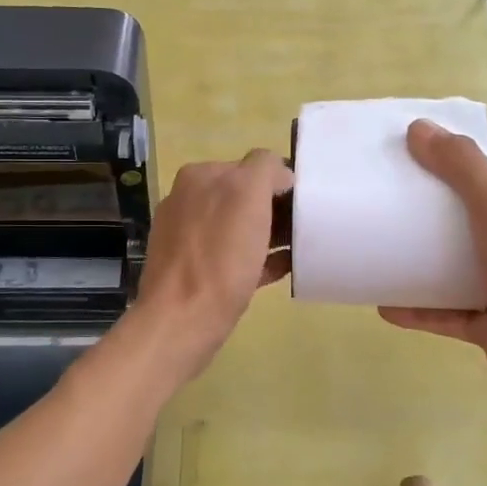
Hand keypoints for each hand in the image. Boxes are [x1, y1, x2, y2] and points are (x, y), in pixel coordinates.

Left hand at [135, 149, 293, 378]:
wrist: (182, 320)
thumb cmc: (220, 256)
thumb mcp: (247, 194)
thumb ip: (264, 169)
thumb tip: (279, 173)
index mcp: (199, 176)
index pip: (252, 165)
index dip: (281, 183)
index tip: (303, 205)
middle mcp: (189, 200)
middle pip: (245, 196)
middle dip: (275, 209)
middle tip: (304, 228)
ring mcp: (188, 235)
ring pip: (241, 226)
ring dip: (270, 234)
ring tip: (298, 249)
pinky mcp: (194, 268)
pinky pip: (234, 255)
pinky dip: (259, 259)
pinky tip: (282, 269)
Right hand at [380, 120, 486, 396]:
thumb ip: (460, 163)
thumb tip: (419, 128)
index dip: (455, 171)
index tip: (412, 168)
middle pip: (469, 224)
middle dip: (432, 219)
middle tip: (389, 211)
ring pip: (457, 270)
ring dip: (422, 265)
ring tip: (383, 256)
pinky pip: (446, 312)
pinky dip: (418, 309)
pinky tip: (385, 305)